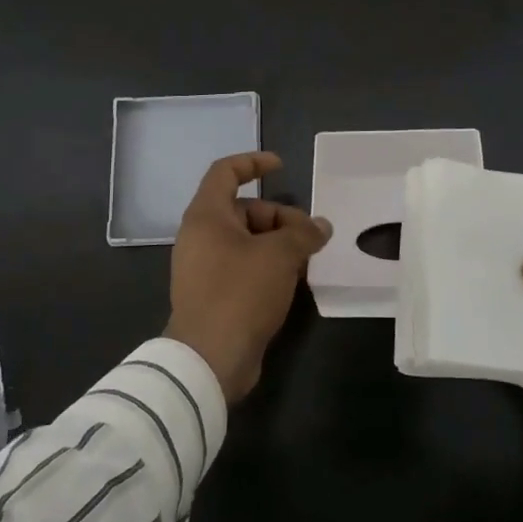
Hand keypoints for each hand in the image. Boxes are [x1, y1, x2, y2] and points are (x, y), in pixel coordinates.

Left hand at [168, 152, 332, 403]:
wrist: (209, 359)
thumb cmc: (240, 293)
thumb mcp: (279, 256)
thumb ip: (303, 234)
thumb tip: (321, 227)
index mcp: (206, 216)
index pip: (225, 172)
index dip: (253, 162)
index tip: (282, 166)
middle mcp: (200, 237)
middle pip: (244, 210)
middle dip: (280, 217)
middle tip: (310, 236)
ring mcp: (204, 268)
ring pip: (247, 242)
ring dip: (278, 244)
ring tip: (307, 260)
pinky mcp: (213, 295)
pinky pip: (243, 267)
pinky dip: (268, 267)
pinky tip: (292, 282)